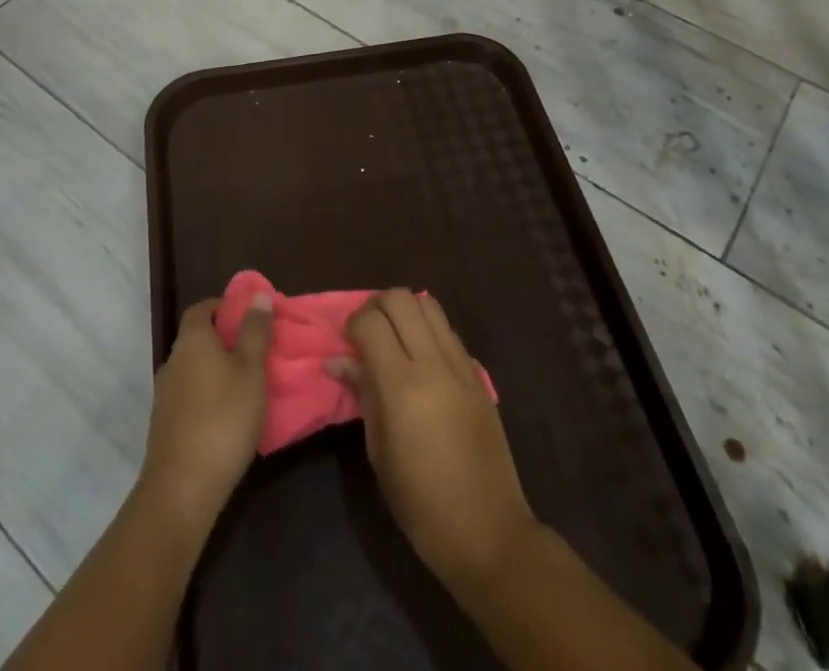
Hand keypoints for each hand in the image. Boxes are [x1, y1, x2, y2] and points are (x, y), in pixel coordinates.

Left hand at [139, 294, 273, 527]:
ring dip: (217, 371)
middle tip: (257, 351)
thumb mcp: (251, 370)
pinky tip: (229, 415)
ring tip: (248, 384)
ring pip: (194, 370)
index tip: (250, 317)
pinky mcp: (165, 426)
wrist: (182, 489)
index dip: (224, 307)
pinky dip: (208, 396)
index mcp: (192, 341)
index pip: (202, 308)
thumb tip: (258, 295)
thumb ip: (255, 331)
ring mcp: (165, 396)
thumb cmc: (223, 418)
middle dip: (225, 340)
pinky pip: (190, 397)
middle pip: (198, 339)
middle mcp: (173, 362)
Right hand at [328, 291, 538, 597]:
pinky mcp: (478, 373)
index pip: (371, 322)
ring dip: (405, 310)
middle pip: (400, 299)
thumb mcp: (379, 453)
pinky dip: (428, 328)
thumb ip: (363, 395)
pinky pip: (448, 330)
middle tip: (366, 333)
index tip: (346, 342)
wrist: (489, 531)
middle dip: (376, 306)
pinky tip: (420, 356)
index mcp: (402, 386)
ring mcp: (460, 364)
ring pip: (428, 304)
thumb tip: (339, 361)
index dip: (352, 323)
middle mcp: (433, 363)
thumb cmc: (421, 504)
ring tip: (393, 337)